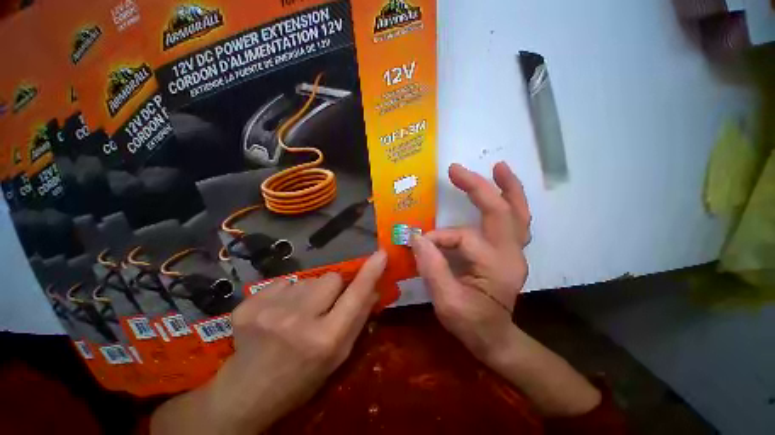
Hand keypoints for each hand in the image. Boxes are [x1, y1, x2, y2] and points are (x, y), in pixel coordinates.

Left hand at [151, 250, 386, 434]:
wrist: (247, 391)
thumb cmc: (302, 376)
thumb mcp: (338, 356)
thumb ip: (358, 319)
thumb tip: (374, 289)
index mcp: (325, 339)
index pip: (355, 296)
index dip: (370, 273)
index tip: (381, 254)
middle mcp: (298, 321)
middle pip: (331, 277)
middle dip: (333, 287)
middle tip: (323, 306)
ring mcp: (270, 310)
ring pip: (308, 279)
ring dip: (309, 292)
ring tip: (297, 313)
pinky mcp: (249, 303)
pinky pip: (284, 281)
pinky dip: (287, 293)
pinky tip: (277, 312)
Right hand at [411, 161, 530, 362]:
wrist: (495, 338)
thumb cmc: (471, 324)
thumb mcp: (447, 302)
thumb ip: (432, 268)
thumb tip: (416, 237)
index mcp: (496, 266)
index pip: (463, 238)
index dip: (437, 238)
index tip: (417, 243)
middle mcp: (511, 253)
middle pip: (501, 211)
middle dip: (478, 188)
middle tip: (457, 169)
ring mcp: (514, 251)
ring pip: (517, 213)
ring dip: (508, 188)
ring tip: (499, 167)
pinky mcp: (510, 251)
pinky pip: (515, 221)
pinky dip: (510, 202)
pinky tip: (502, 189)